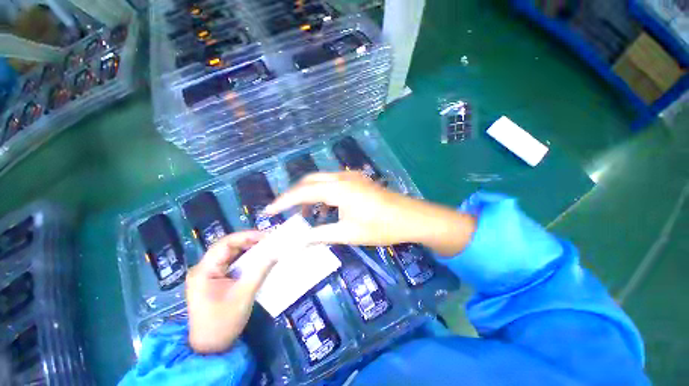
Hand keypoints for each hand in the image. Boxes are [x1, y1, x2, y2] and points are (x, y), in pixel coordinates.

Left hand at [186, 231, 274, 353]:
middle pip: (227, 247)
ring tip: (266, 247)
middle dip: (249, 241)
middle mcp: (204, 268)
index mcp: (204, 270)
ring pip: (230, 254)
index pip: (225, 243)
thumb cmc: (223, 322)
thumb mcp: (244, 295)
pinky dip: (246, 259)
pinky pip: (232, 263)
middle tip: (269, 240)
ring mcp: (208, 274)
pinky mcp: (215, 280)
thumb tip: (276, 253)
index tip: (266, 236)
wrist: (209, 348)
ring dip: (248, 249)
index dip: (246, 236)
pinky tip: (258, 259)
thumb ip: (260, 271)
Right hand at [265, 172, 475, 255]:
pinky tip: (324, 207)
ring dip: (310, 193)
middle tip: (283, 209)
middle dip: (295, 194)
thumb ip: (321, 234)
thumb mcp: (348, 233)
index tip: (268, 210)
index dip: (284, 201)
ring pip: (322, 180)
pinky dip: (323, 193)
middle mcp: (342, 177)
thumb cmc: (380, 227)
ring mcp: (351, 177)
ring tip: (303, 211)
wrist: (410, 218)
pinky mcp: (358, 180)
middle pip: (310, 181)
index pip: (302, 192)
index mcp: (338, 188)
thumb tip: (299, 240)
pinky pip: (333, 183)